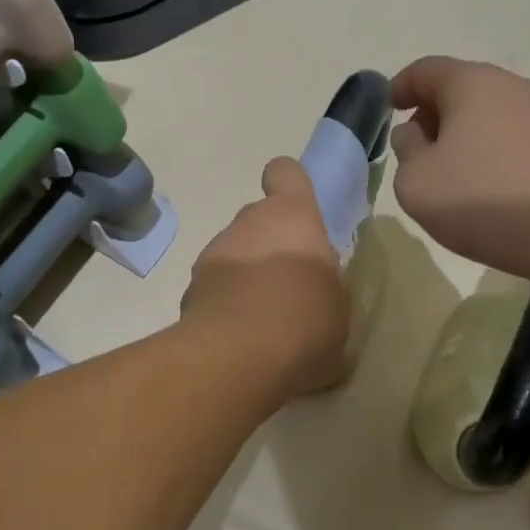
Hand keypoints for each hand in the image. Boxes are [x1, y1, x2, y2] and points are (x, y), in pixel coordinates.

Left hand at [182, 157, 350, 397]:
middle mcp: (248, 223)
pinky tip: (239, 335)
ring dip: (246, 274)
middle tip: (288, 284)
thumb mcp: (338, 302)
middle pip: (258, 219)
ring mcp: (213, 254)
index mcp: (292, 217)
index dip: (289, 184)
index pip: (286, 173)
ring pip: (234, 253)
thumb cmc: (306, 320)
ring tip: (263, 318)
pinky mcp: (190, 289)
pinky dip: (225, 302)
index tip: (296, 209)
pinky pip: (214, 286)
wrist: (239, 356)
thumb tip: (312, 279)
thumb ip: (324, 279)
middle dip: (270, 244)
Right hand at [390, 56, 529, 279]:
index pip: (426, 70)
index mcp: (471, 84)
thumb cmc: (484, 198)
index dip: (400, 86)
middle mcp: (512, 88)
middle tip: (415, 148)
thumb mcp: (416, 182)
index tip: (388, 107)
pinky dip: (491, 154)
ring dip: (463, 137)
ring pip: (489, 117)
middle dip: (432, 114)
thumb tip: (415, 134)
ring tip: (450, 176)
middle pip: (461, 90)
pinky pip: (513, 141)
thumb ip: (405, 152)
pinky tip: (488, 190)